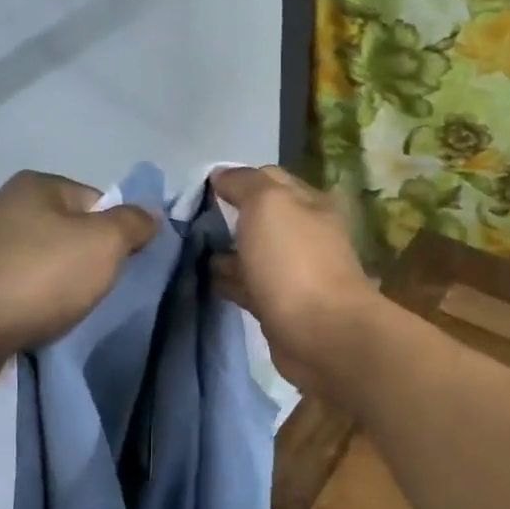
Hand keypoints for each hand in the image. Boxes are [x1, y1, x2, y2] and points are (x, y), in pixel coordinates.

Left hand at [0, 171, 156, 388]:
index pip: (100, 202)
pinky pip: (25, 297)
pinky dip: (39, 312)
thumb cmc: (35, 276)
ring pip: (50, 270)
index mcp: (40, 187)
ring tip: (76, 316)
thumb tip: (150, 212)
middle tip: (107, 294)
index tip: (130, 266)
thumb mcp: (102, 244)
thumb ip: (132, 225)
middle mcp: (11, 211)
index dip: (122, 233)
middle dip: (94, 267)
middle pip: (75, 237)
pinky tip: (46, 329)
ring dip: (66, 294)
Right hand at [210, 166, 376, 398]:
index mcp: (309, 203)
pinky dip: (228, 280)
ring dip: (226, 251)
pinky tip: (204, 279)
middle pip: (261, 218)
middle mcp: (305, 235)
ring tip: (189, 250)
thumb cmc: (294, 261)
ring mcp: (293, 273)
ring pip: (253, 254)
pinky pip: (249, 286)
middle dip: (229, 216)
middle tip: (188, 222)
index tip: (200, 190)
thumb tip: (221, 175)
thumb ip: (244, 183)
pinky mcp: (280, 306)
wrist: (321, 333)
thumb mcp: (267, 203)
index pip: (269, 179)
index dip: (236, 180)